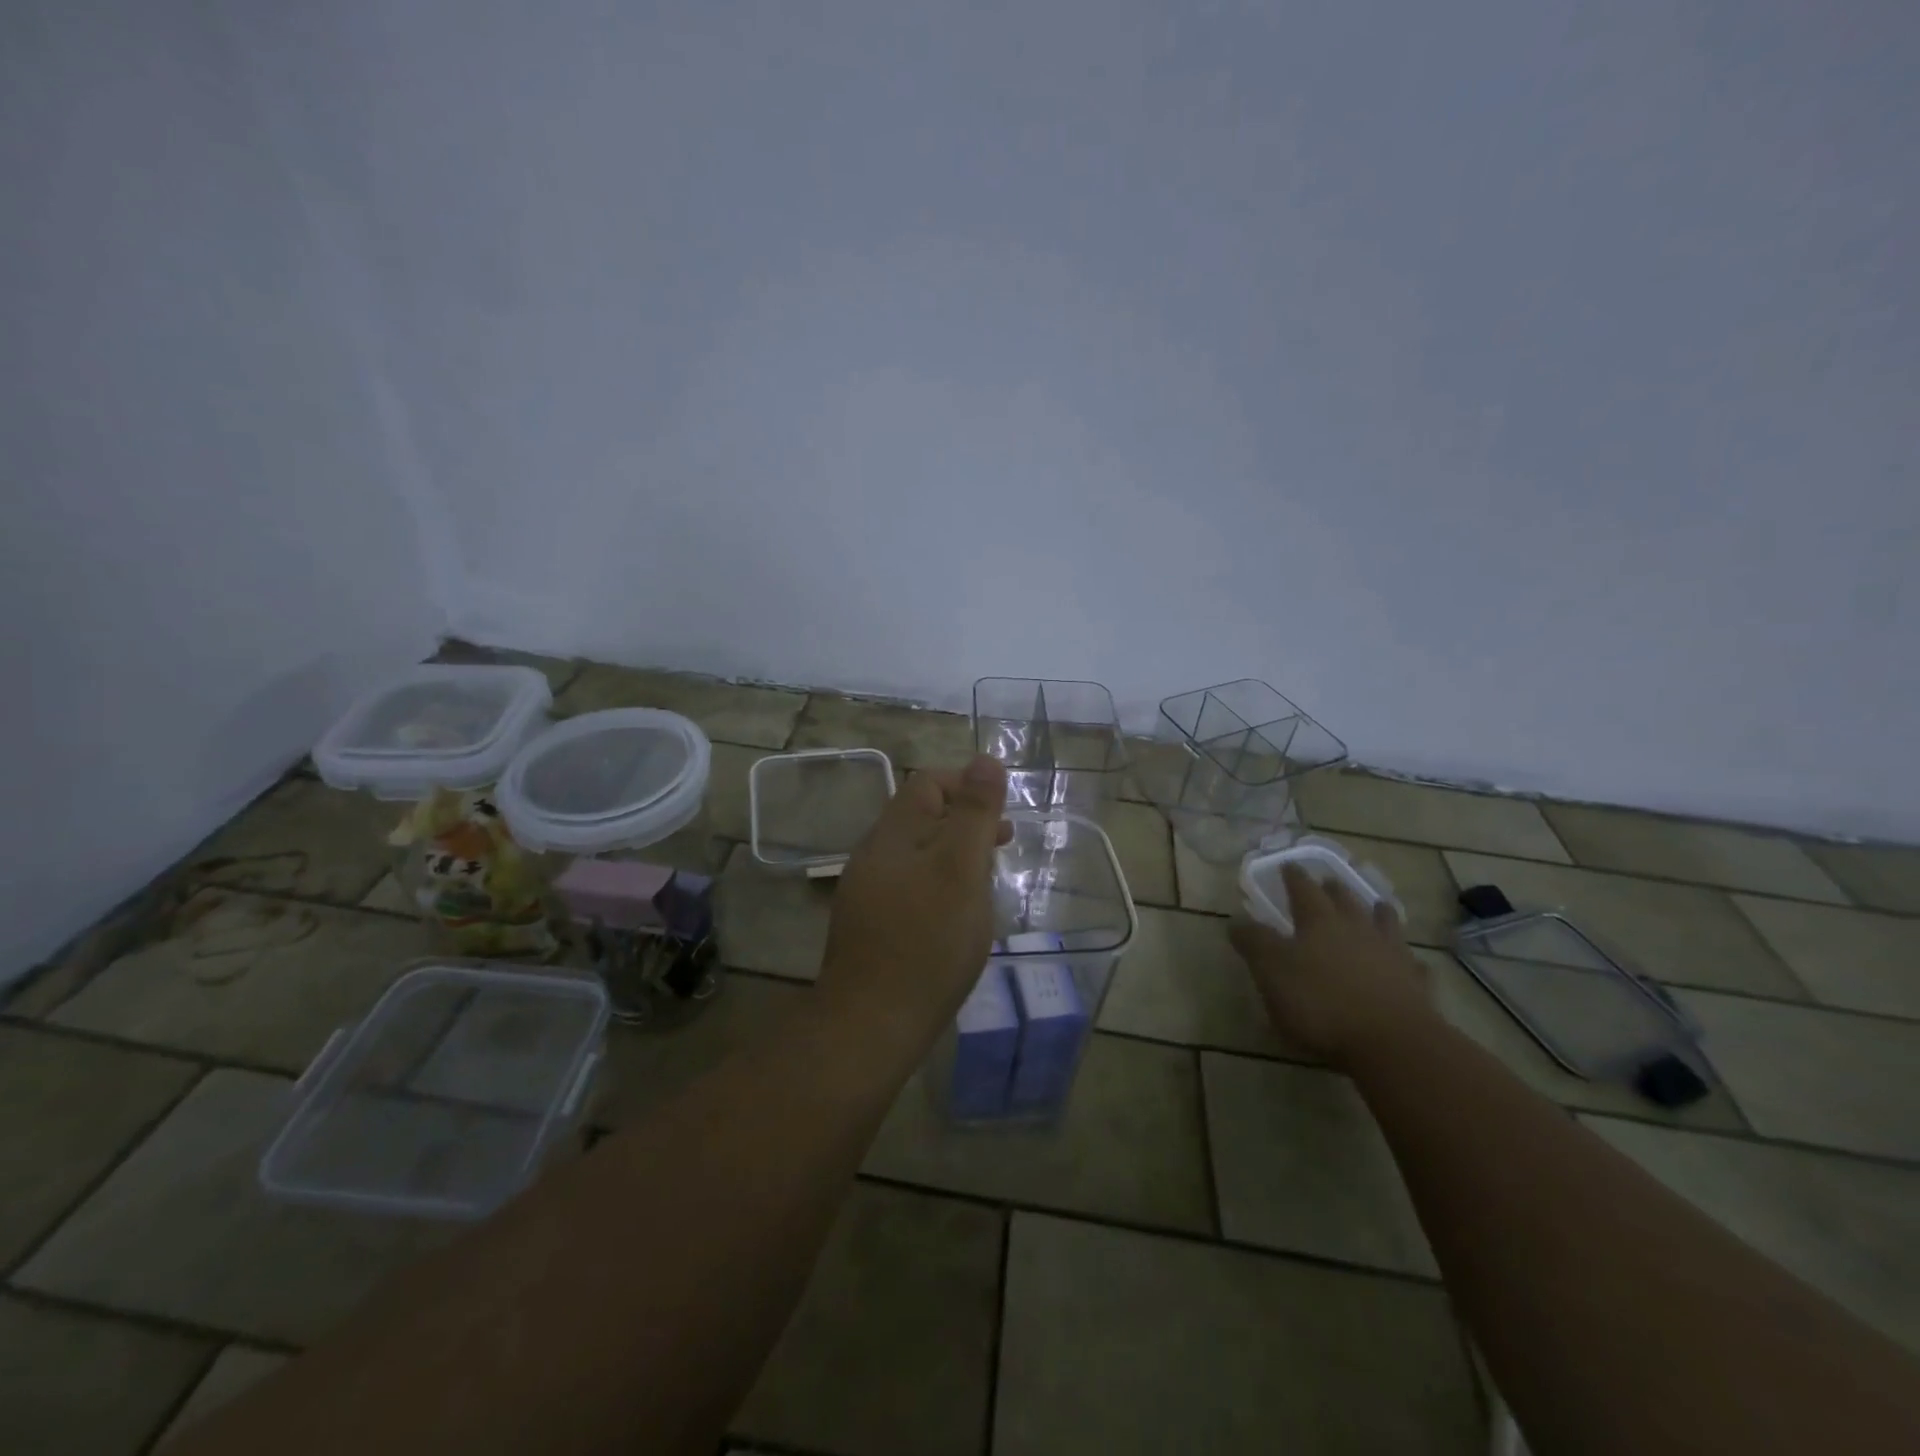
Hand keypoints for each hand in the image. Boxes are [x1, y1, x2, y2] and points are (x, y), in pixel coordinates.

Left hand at [817, 755, 1012, 1056]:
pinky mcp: (871, 928)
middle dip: (965, 822)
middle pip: (921, 818)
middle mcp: (873, 856)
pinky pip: (910, 889)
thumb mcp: (961, 868)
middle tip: (1003, 845)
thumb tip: (985, 760)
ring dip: (954, 856)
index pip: (927, 783)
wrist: (872, 1023)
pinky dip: (939, 887)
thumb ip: (974, 813)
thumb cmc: (927, 939)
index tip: (1001, 815)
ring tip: (986, 882)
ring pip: (917, 856)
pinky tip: (957, 917)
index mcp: (892, 834)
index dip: (966, 786)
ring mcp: (867, 894)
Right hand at [1228, 864, 1437, 1066]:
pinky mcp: (1416, 985)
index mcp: (1318, 922)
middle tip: (1329, 881)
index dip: (1294, 877)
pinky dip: (1409, 960)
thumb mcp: (1271, 971)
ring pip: (1385, 924)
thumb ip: (1254, 943)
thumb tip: (1236, 920)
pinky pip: (1413, 965)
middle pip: (1345, 901)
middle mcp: (1356, 929)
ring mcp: (1391, 955)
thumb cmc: (1320, 1003)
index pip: (1303, 889)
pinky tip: (1410, 962)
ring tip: (1377, 905)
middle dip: (1334, 889)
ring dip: (1379, 913)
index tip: (1288, 865)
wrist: (1392, 1042)